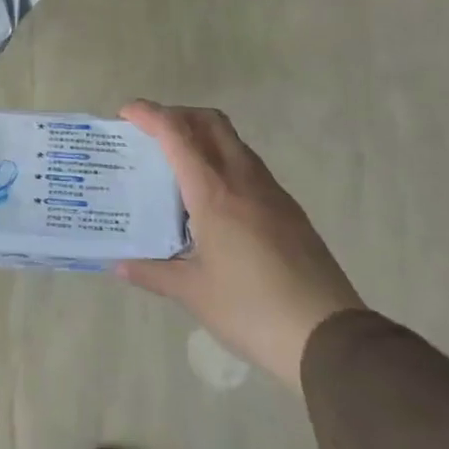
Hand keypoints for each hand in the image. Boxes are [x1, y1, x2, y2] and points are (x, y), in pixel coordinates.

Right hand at [116, 101, 363, 390]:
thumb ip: (153, 273)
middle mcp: (243, 180)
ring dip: (203, 136)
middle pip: (211, 122)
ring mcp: (271, 192)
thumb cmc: (251, 310)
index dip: (149, 115)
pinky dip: (223, 162)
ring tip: (178, 164)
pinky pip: (249, 166)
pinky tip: (213, 198)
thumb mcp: (194, 293)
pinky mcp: (289, 210)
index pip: (177, 135)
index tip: (126, 112)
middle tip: (152, 132)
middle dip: (178, 115)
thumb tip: (119, 265)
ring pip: (233, 142)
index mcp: (214, 193)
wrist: (328, 336)